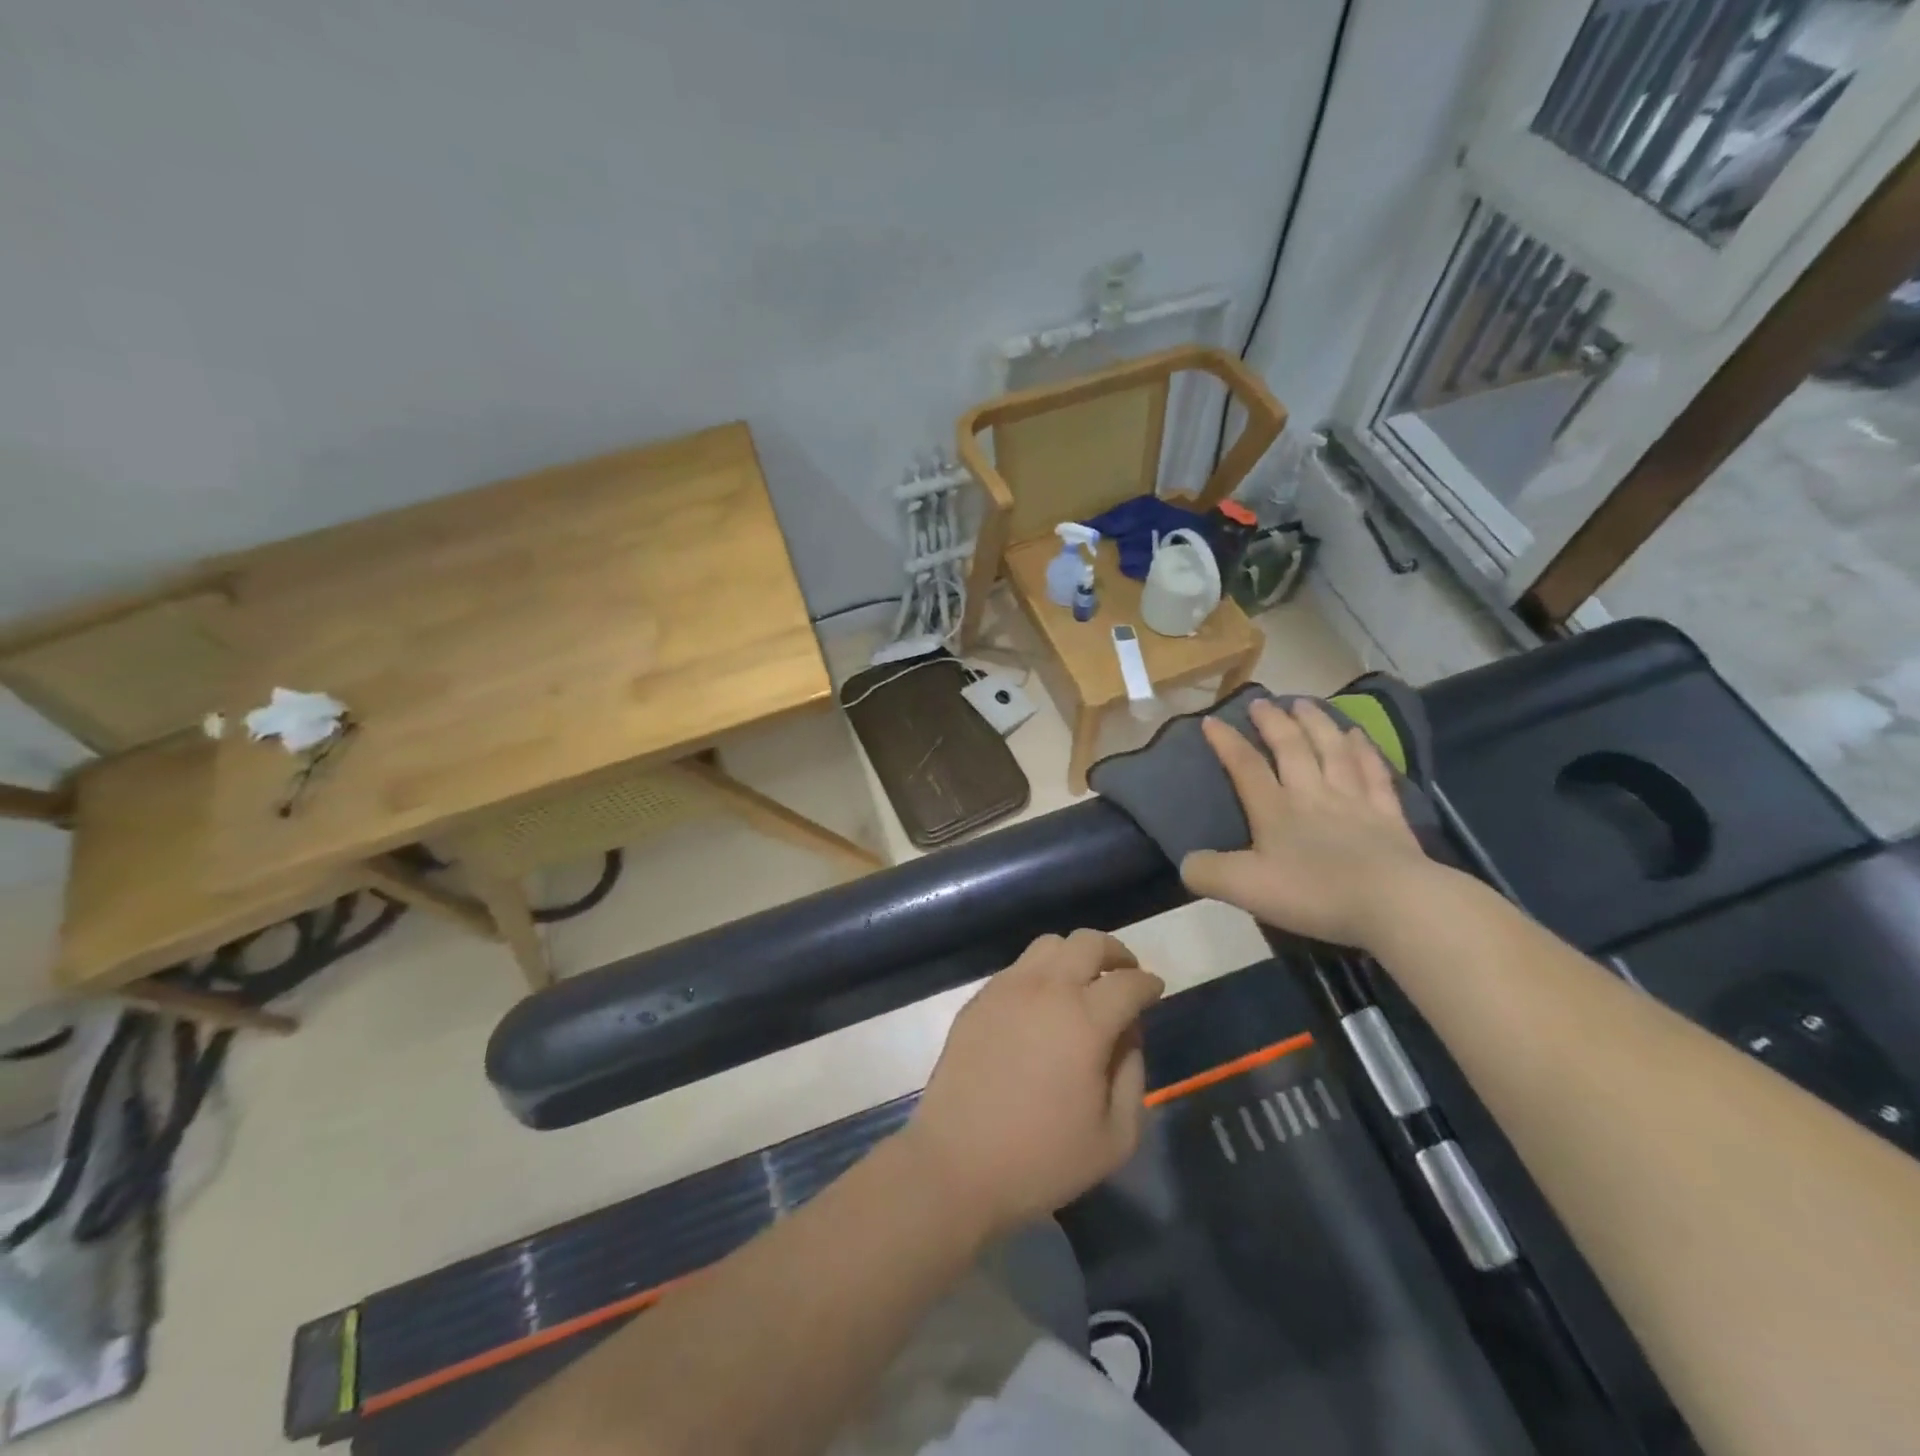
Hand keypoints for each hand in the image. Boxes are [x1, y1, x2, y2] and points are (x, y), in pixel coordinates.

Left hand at [902, 930, 1164, 1241]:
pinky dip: (1041, 973)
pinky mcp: (979, 999)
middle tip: (1125, 975)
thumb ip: (1132, 1075)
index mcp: (1085, 1020)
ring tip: (1084, 985)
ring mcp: (1007, 989)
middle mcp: (1046, 989)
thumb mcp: (1115, 1136)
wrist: (956, 1162)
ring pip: (1049, 945)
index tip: (1155, 991)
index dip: (1149, 984)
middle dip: (1116, 953)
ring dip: (1075, 955)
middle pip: (1088, 942)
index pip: (1129, 982)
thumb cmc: (1042, 1159)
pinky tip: (1043, 1005)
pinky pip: (1018, 967)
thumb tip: (1129, 1034)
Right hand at [1180, 698, 1433, 949]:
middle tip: (1262, 701)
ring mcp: (1354, 801)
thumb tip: (1186, 862)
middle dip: (1273, 723)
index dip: (1227, 742)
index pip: (1246, 767)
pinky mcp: (1388, 815)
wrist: (1393, 903)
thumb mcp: (1245, 889)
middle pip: (1292, 748)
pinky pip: (1373, 773)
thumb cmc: (1314, 893)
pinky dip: (1364, 751)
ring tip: (1304, 703)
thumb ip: (1208, 873)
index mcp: (1275, 810)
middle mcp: (1312, 795)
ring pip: (1332, 751)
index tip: (1211, 720)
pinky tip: (1359, 736)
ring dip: (1317, 724)